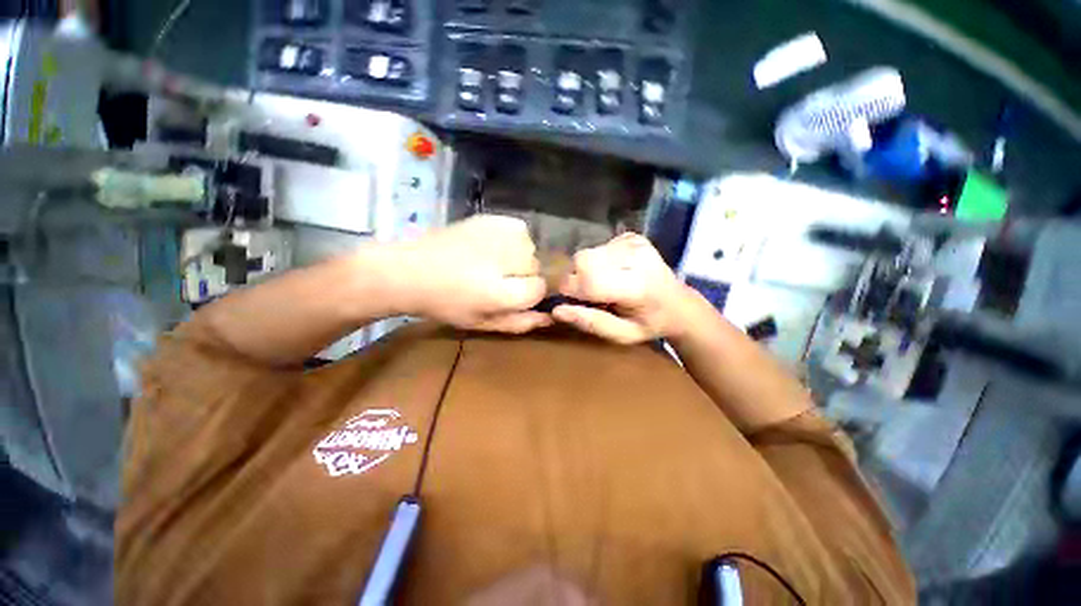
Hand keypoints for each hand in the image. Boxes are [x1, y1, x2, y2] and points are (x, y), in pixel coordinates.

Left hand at [391, 215, 551, 333]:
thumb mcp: (483, 322)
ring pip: (530, 249)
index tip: (510, 296)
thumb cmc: (446, 303)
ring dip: (518, 258)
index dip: (528, 295)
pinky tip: (491, 246)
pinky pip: (520, 231)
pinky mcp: (494, 218)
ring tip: (491, 262)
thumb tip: (550, 316)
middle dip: (523, 276)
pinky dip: (512, 240)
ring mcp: (502, 233)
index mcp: (502, 291)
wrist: (411, 269)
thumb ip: (519, 322)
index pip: (540, 288)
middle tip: (495, 280)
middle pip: (536, 267)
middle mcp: (508, 257)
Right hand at [552, 233, 694, 344]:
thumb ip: (591, 323)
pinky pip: (598, 247)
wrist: (678, 303)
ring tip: (603, 284)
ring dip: (587, 270)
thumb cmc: (649, 324)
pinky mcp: (632, 236)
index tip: (574, 302)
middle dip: (576, 278)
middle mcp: (635, 258)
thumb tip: (557, 311)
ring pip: (587, 252)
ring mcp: (635, 243)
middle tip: (589, 295)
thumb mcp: (622, 336)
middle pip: (583, 260)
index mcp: (636, 287)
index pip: (587, 281)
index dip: (571, 291)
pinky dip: (598, 261)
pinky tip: (612, 272)